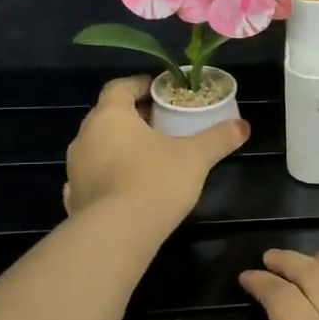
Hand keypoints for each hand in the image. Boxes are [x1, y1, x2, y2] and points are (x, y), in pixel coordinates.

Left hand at [64, 76, 248, 228]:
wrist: (117, 234)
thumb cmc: (155, 181)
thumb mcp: (195, 157)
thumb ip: (218, 138)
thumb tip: (243, 126)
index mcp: (110, 116)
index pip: (119, 87)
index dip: (140, 85)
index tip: (160, 90)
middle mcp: (85, 136)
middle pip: (108, 116)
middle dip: (134, 117)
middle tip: (162, 123)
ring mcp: (75, 169)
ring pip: (99, 147)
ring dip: (120, 146)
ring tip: (148, 156)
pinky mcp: (75, 198)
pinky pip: (93, 177)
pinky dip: (109, 175)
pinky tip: (126, 186)